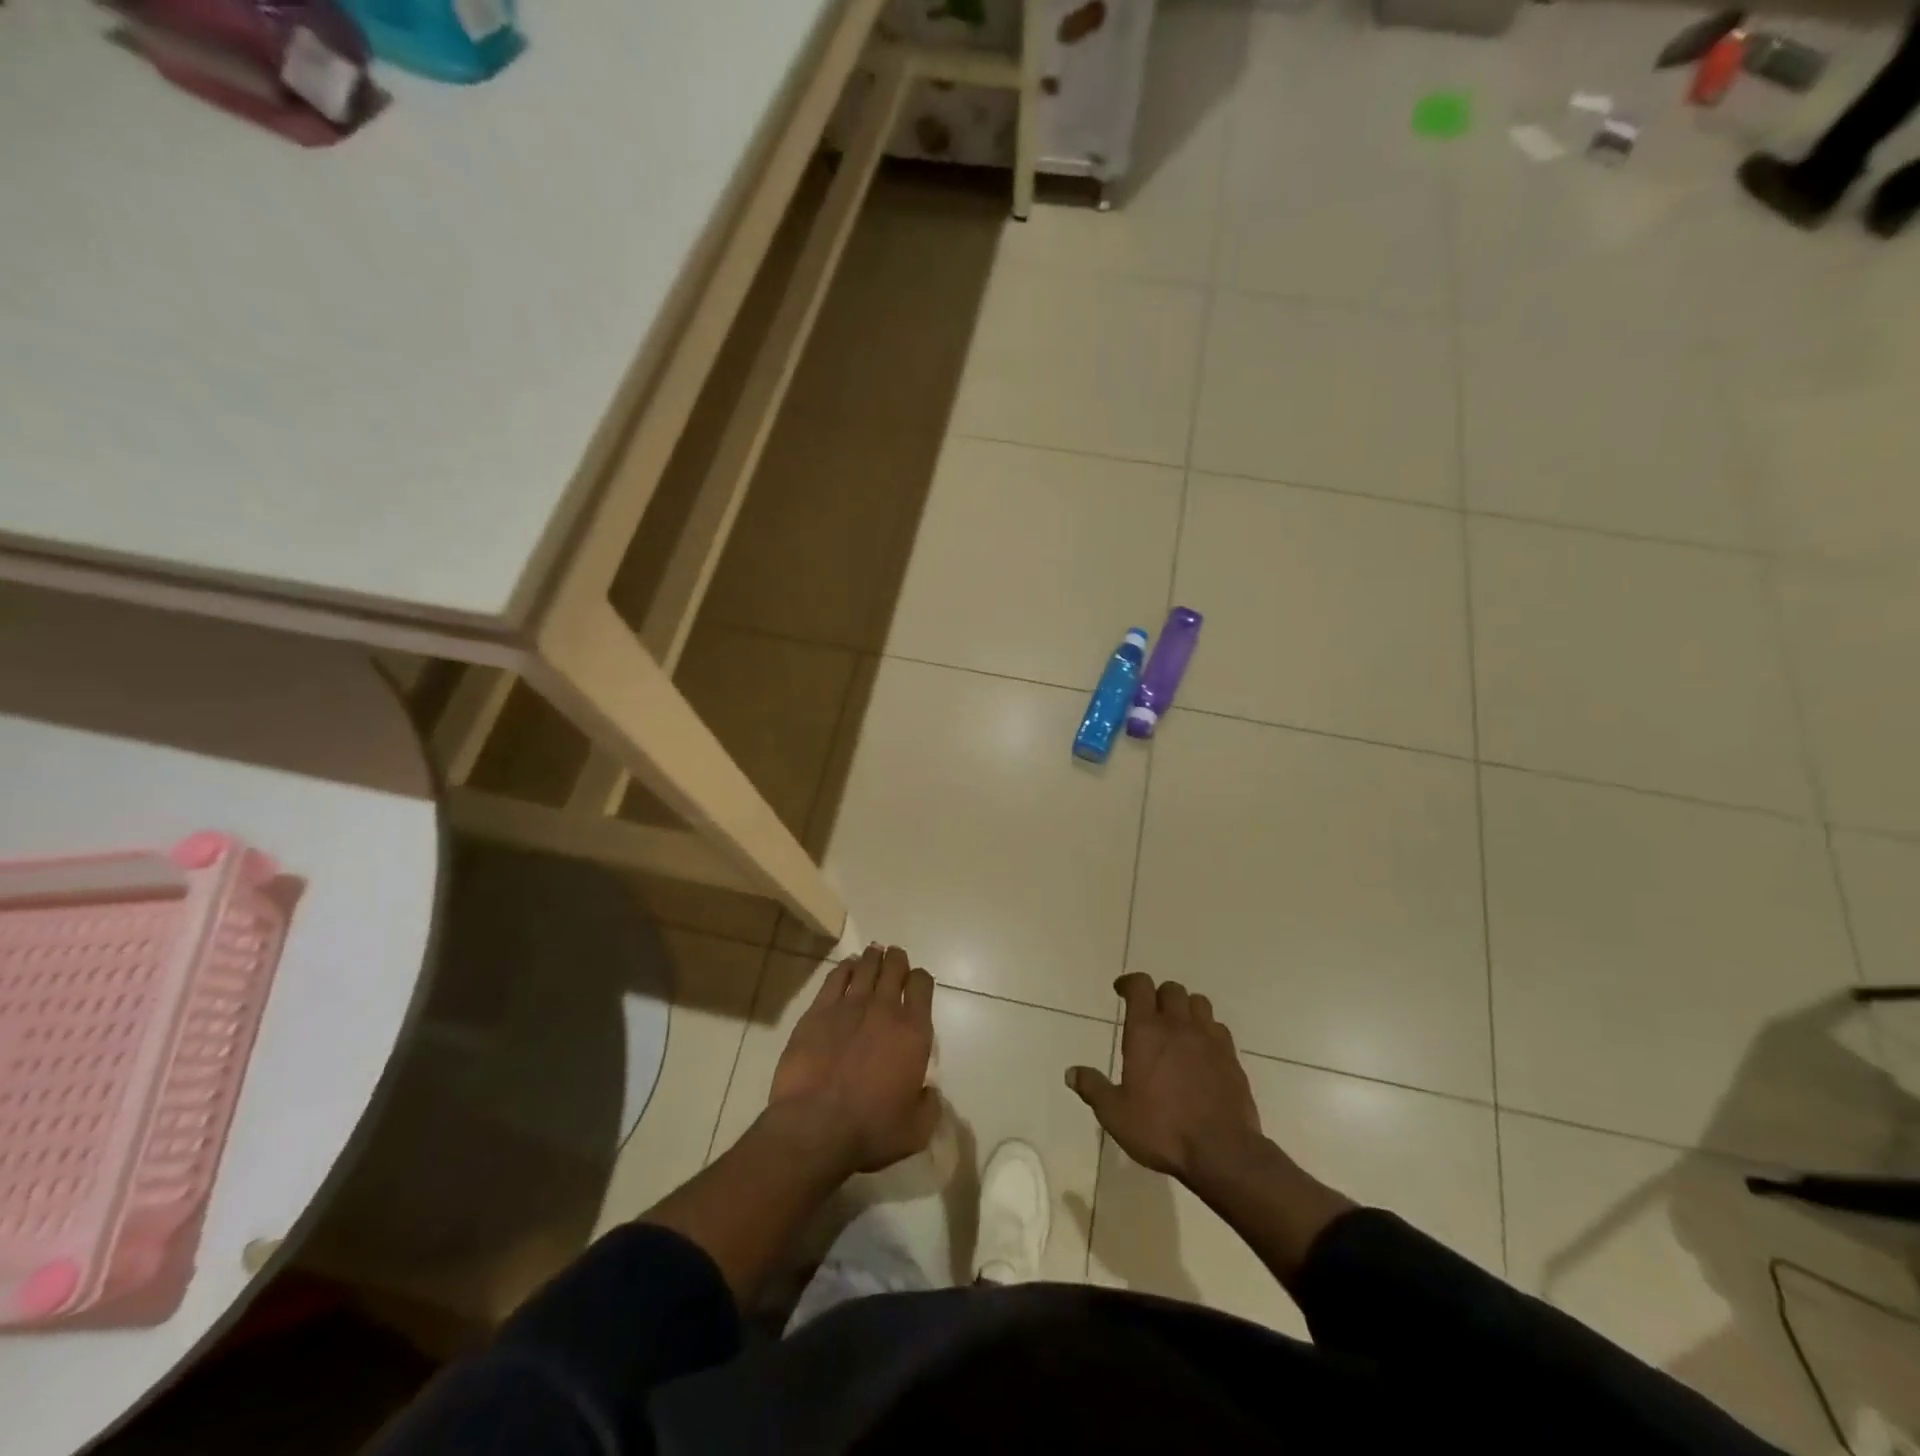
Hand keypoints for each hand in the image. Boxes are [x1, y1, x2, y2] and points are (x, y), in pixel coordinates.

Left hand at [768, 944, 938, 1174]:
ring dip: (873, 958)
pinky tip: (847, 967)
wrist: (814, 1127)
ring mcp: (849, 1006)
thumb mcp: (916, 1129)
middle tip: (895, 959)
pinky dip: (845, 968)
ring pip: (866, 966)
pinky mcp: (818, 1011)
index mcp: (913, 1031)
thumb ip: (929, 1104)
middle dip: (897, 960)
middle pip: (894, 967)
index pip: (922, 985)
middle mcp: (884, 1009)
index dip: (921, 979)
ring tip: (874, 954)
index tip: (917, 983)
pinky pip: (836, 978)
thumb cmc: (870, 1130)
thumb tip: (928, 1090)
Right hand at [1067, 973, 1263, 1183]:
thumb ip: (1093, 1088)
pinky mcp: (1231, 1057)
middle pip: (1171, 989)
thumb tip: (1071, 1073)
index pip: (1139, 986)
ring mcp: (1209, 1039)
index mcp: (1146, 1031)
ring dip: (1185, 1008)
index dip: (1129, 983)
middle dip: (1158, 994)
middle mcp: (1178, 1025)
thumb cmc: (1162, 1129)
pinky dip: (1207, 1030)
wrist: (1222, 1151)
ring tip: (1177, 1026)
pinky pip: (1218, 1028)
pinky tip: (1202, 1050)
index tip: (1121, 990)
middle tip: (1149, 1012)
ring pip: (1198, 1003)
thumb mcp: (1116, 1114)